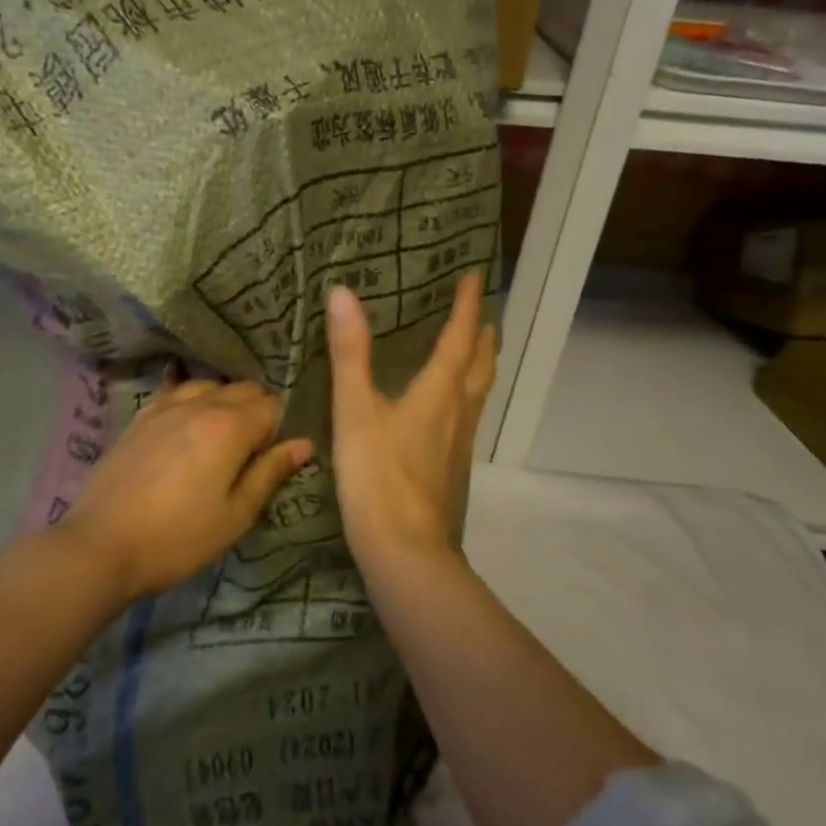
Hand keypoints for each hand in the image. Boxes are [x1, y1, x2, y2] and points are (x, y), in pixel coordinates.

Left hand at [58, 379, 312, 604]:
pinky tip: (189, 417)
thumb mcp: (235, 515)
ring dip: (225, 401)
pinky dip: (191, 398)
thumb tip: (304, 443)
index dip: (282, 427)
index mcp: (230, 426)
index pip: (272, 406)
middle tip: (254, 450)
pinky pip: (175, 391)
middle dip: (257, 410)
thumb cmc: (178, 538)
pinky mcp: (140, 417)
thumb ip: (270, 473)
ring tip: (222, 436)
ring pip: (210, 386)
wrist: (100, 545)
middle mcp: (200, 404)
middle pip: (243, 389)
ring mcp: (165, 407)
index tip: (277, 454)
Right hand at [326, 269, 495, 563]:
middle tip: (480, 311)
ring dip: (480, 364)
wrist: (405, 551)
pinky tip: (447, 406)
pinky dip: (466, 393)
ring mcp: (458, 443)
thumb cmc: (377, 476)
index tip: (476, 274)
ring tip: (474, 349)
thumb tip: (343, 292)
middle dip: (482, 334)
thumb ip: (349, 353)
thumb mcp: (355, 410)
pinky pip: (467, 415)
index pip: (460, 337)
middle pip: (481, 364)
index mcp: (439, 391)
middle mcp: (458, 411)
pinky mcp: (450, 467)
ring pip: (479, 392)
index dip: (467, 304)